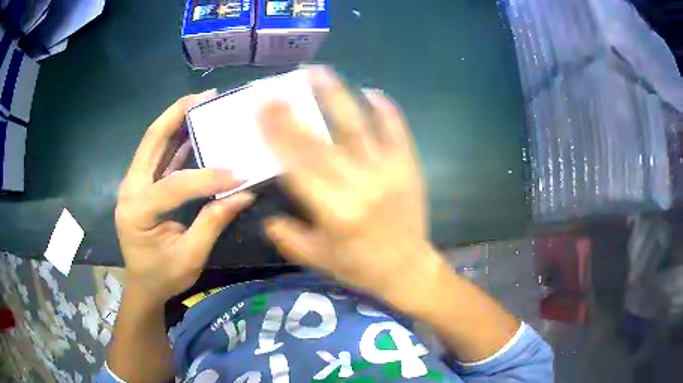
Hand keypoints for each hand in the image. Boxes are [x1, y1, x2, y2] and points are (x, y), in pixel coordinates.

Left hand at [116, 90, 253, 303]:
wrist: (143, 286)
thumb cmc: (163, 276)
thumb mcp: (189, 257)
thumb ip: (213, 223)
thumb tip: (244, 194)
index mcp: (136, 212)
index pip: (172, 186)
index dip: (206, 178)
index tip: (238, 174)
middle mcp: (129, 190)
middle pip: (150, 142)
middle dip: (176, 115)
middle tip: (203, 96)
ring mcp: (133, 185)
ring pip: (152, 144)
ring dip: (175, 121)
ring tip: (199, 103)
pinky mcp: (141, 186)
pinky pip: (158, 157)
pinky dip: (175, 141)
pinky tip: (193, 130)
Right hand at [260, 67, 439, 302]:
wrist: (409, 269)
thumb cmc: (361, 267)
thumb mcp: (318, 260)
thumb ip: (288, 237)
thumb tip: (266, 214)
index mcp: (334, 211)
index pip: (297, 166)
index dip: (276, 136)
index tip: (261, 111)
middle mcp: (359, 186)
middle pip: (320, 142)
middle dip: (294, 114)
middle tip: (276, 89)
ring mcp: (387, 172)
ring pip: (358, 128)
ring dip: (337, 97)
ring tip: (319, 71)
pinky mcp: (408, 168)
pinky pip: (398, 133)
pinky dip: (387, 111)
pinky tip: (373, 91)